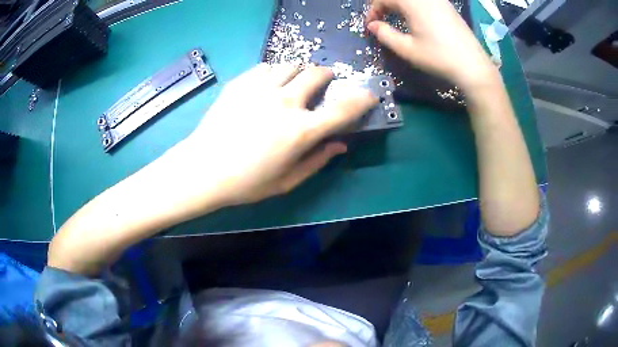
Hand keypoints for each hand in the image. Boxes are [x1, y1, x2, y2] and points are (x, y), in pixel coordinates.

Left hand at [176, 63, 376, 206]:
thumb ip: (317, 160)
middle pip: (316, 74)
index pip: (343, 110)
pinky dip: (274, 73)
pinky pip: (265, 67)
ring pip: (291, 65)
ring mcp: (261, 88)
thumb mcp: (287, 181)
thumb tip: (339, 145)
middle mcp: (285, 102)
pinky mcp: (240, 83)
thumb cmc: (246, 182)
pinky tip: (267, 85)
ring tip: (294, 81)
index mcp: (301, 130)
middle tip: (324, 81)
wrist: (203, 169)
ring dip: (299, 71)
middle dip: (327, 75)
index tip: (369, 95)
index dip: (362, 100)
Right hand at [366, 0, 497, 90]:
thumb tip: (373, 26)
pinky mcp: (447, 6)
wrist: (473, 66)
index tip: (370, 26)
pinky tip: (414, 18)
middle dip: (384, 5)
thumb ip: (385, 35)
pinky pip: (424, 0)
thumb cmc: (438, 57)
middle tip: (381, 20)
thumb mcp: (407, 49)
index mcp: (412, 2)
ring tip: (395, 18)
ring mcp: (439, 0)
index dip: (373, 10)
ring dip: (399, 5)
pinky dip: (413, 5)